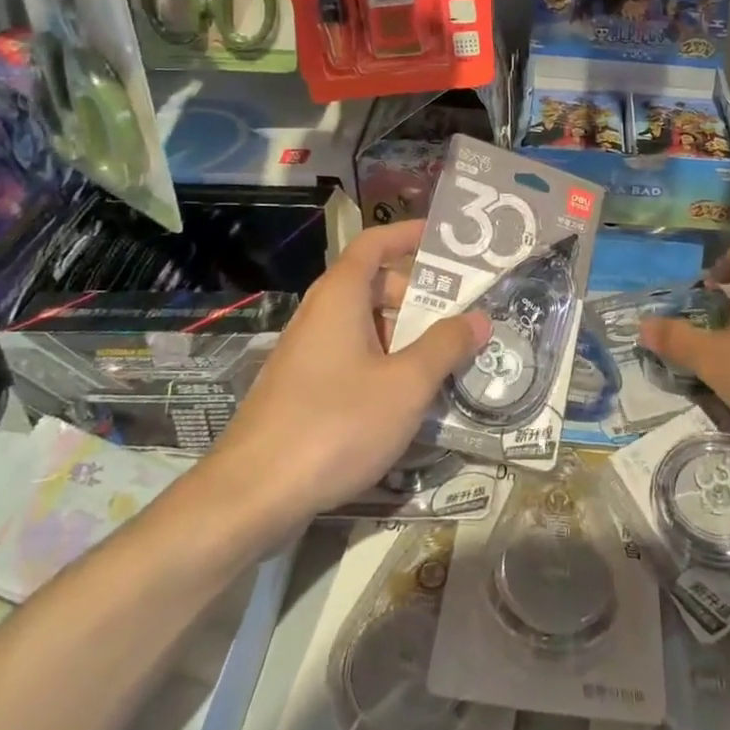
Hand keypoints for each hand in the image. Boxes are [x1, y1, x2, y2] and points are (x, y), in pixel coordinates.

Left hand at [210, 220, 488, 528]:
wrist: (251, 495)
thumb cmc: (336, 424)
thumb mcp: (406, 385)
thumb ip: (445, 346)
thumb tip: (478, 318)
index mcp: (340, 296)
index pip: (374, 244)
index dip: (408, 235)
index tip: (444, 239)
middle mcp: (319, 314)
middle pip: (374, 285)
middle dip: (418, 295)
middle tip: (459, 316)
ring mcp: (306, 352)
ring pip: (364, 326)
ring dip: (404, 334)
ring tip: (444, 360)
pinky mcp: (301, 387)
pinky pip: (350, 356)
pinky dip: (382, 362)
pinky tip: (406, 398)